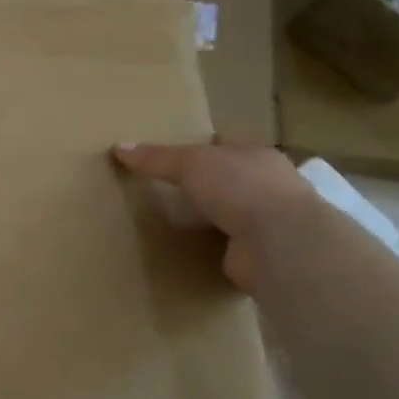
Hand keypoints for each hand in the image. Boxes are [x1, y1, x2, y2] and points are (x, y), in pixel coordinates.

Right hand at [111, 141, 316, 292]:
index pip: (227, 144)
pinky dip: (213, 248)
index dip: (203, 145)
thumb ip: (156, 158)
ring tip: (174, 222)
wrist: (279, 243)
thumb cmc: (241, 188)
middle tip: (167, 189)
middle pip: (230, 178)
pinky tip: (190, 250)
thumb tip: (118, 146)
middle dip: (206, 184)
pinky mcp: (260, 254)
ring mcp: (267, 222)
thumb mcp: (191, 164)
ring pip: (232, 213)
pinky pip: (229, 246)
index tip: (175, 154)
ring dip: (211, 218)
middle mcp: (268, 186)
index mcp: (257, 156)